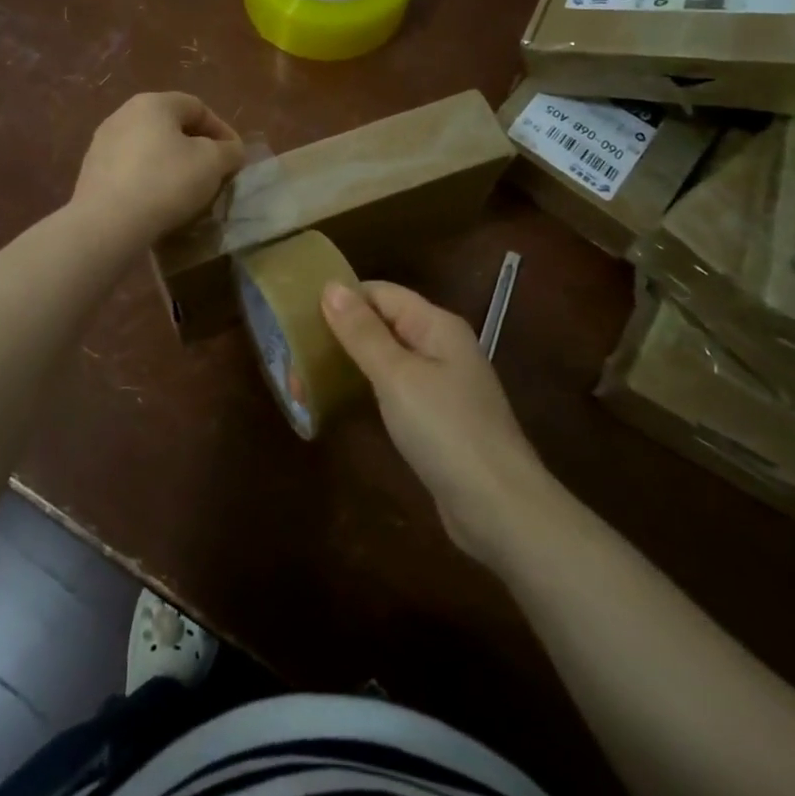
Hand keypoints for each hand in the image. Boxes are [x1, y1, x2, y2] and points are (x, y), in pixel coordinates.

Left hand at [71, 92, 245, 247]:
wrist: (107, 223)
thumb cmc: (165, 182)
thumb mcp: (213, 163)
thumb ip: (229, 151)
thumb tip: (230, 151)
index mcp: (153, 103)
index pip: (198, 107)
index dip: (222, 131)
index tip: (235, 158)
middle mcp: (123, 115)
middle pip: (171, 126)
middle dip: (196, 148)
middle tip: (214, 174)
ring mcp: (102, 143)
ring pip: (149, 149)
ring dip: (172, 165)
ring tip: (187, 192)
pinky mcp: (91, 173)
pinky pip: (131, 170)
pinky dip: (149, 180)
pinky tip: (159, 203)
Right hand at [324, 280, 551, 565]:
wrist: (500, 509)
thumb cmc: (446, 431)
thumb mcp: (397, 376)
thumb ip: (363, 332)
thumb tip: (331, 286)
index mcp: (436, 325)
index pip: (380, 293)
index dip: (341, 300)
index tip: (298, 320)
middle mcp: (440, 347)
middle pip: (381, 325)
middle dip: (338, 338)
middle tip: (294, 363)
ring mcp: (441, 385)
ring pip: (384, 360)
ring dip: (347, 367)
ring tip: (305, 386)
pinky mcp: (436, 420)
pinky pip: (393, 391)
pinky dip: (365, 392)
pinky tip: (339, 407)